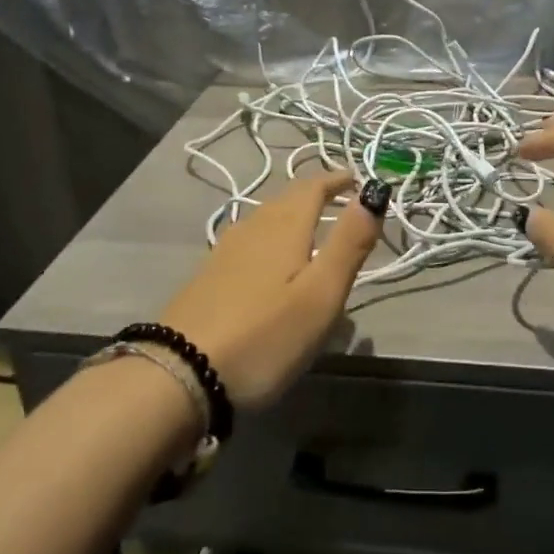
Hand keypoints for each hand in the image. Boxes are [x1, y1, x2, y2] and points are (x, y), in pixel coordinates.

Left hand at [160, 171, 383, 410]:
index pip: (313, 187)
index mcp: (285, 226)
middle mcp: (253, 227)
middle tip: (339, 199)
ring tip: (310, 227)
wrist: (178, 374)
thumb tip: (374, 192)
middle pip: (287, 198)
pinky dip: (270, 237)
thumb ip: (350, 243)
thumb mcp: (321, 294)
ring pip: (266, 218)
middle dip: (315, 193)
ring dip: (292, 213)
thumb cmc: (264, 335)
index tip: (356, 178)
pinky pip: (249, 240)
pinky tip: (269, 261)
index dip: (336, 179)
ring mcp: (225, 251)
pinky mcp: (208, 276)